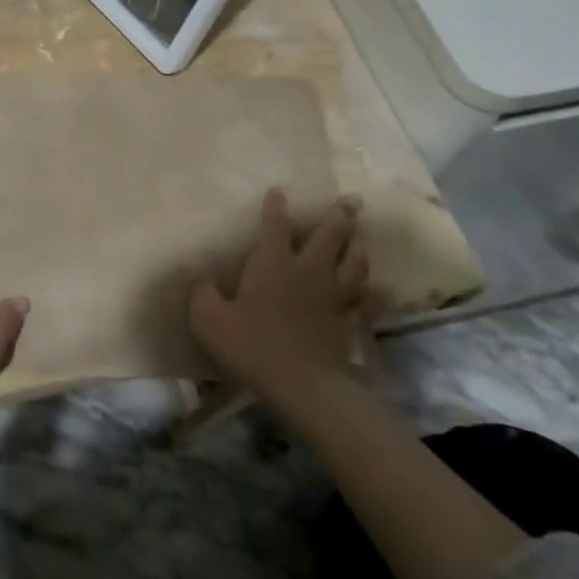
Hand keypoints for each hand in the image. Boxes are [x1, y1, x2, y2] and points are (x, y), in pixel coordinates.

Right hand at [189, 188, 374, 412]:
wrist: (303, 387)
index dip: (275, 207)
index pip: (275, 225)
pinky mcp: (348, 322)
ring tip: (362, 232)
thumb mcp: (209, 318)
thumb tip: (196, 265)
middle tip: (351, 199)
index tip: (278, 191)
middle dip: (338, 215)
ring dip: (358, 245)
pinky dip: (375, 294)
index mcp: (273, 263)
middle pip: (329, 236)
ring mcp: (333, 296)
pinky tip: (382, 289)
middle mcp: (307, 270)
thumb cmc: (252, 346)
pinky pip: (367, 303)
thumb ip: (201, 289)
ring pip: (353, 262)